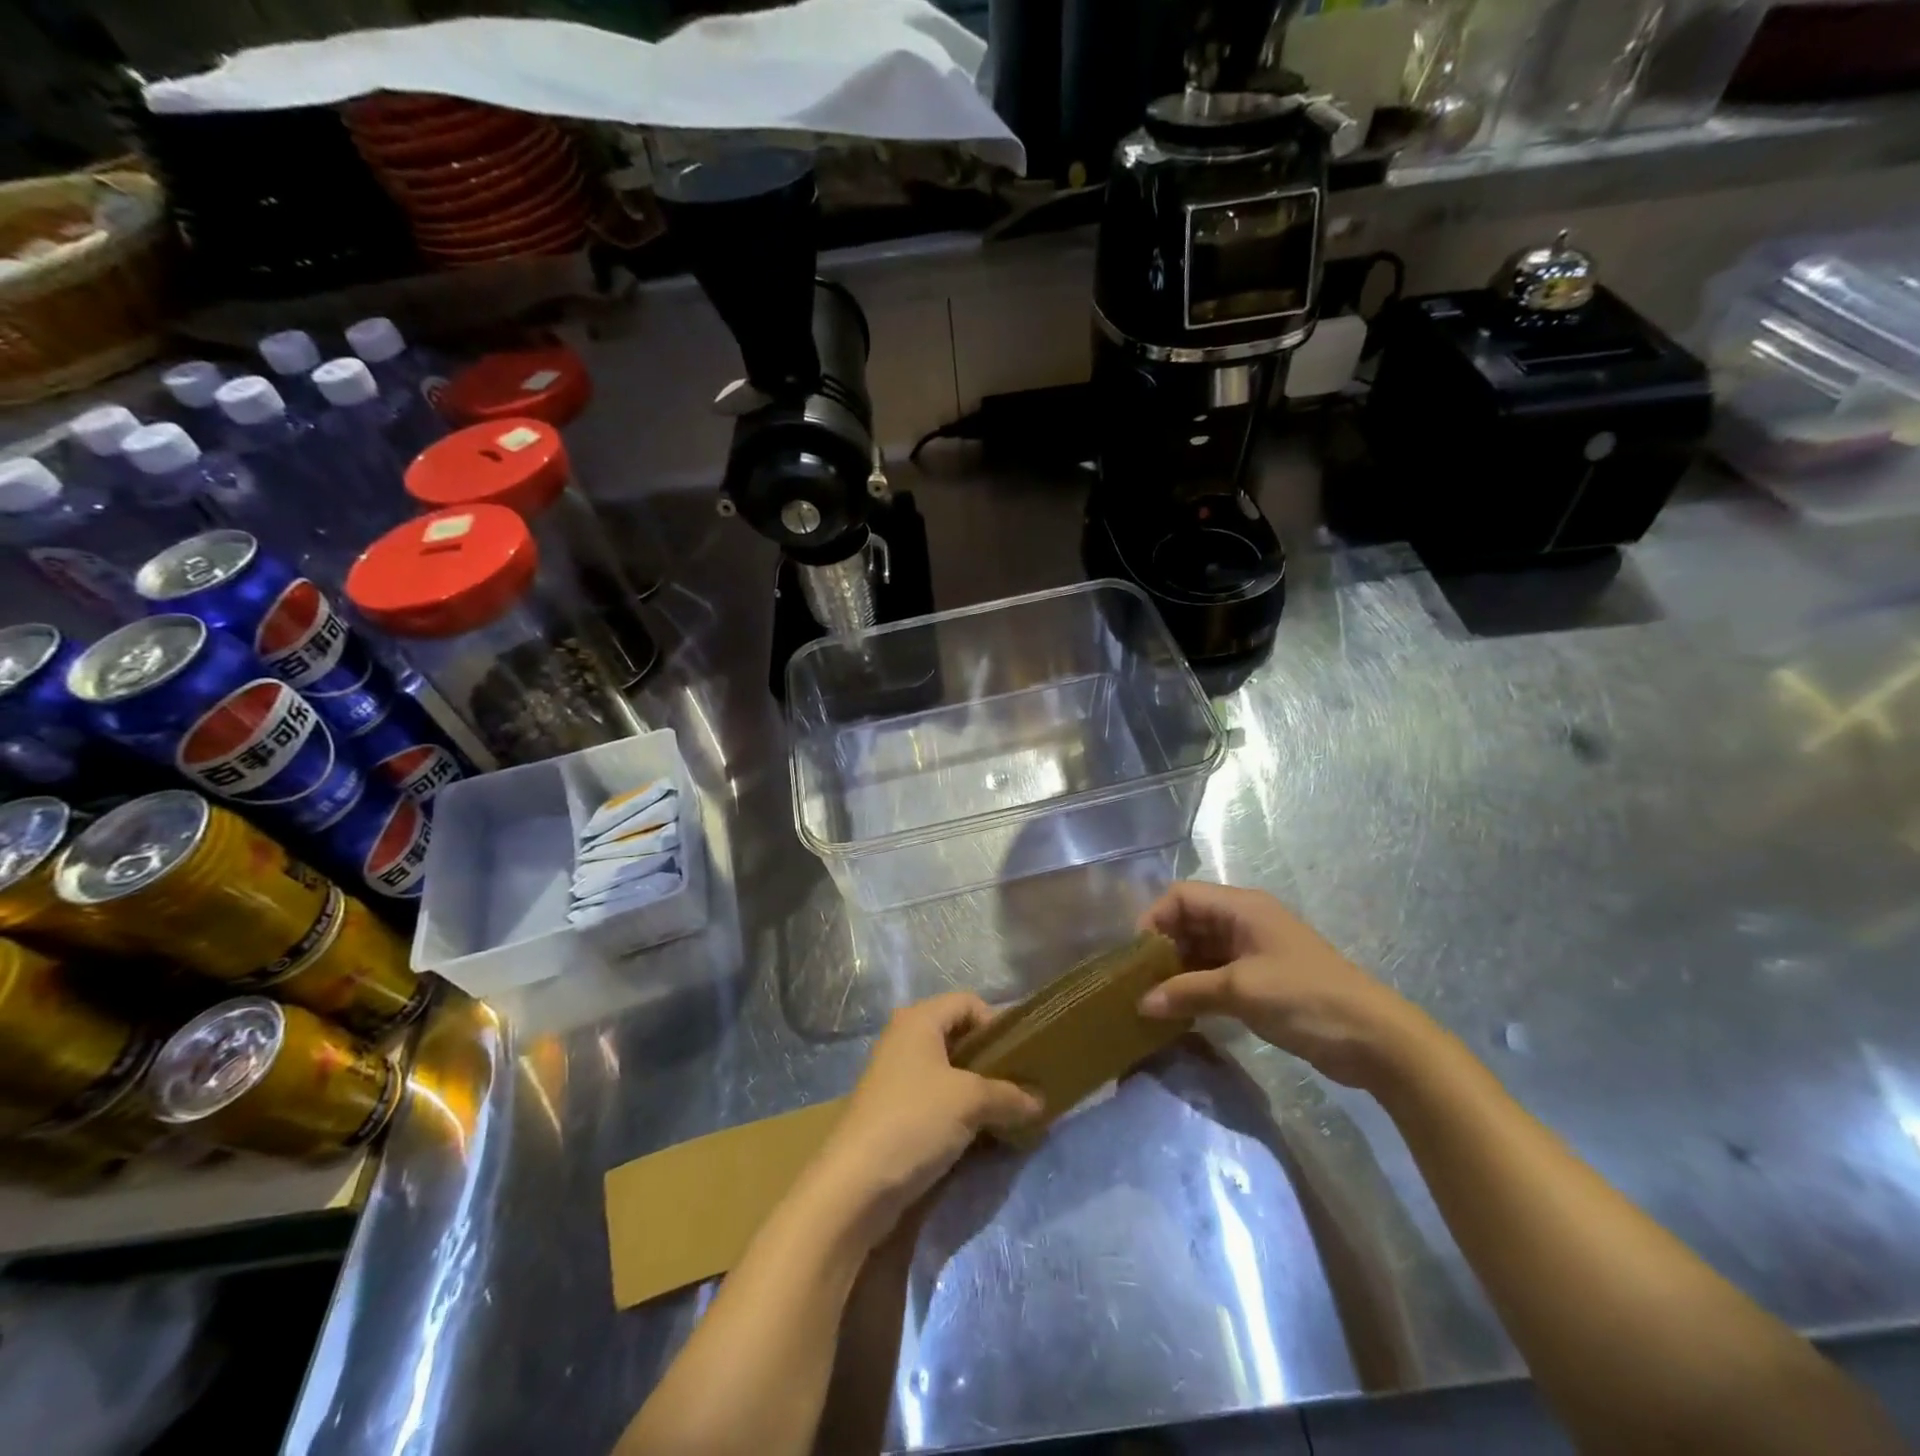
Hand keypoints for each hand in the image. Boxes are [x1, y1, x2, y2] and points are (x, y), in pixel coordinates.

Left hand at [808, 993, 1042, 1241]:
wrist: (856, 1186)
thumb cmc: (915, 1121)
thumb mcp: (970, 1101)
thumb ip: (1009, 1095)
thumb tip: (1040, 1101)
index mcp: (919, 1020)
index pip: (968, 1002)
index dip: (997, 1023)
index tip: (1022, 1055)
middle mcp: (905, 1039)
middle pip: (959, 1036)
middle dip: (992, 1059)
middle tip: (1022, 1084)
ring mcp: (897, 1077)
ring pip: (950, 1071)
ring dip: (980, 1089)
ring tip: (1009, 1112)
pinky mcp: (896, 1112)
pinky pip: (938, 1099)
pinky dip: (962, 1111)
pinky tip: (983, 1134)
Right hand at [1137, 882, 1431, 1089]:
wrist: (1375, 1040)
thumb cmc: (1305, 998)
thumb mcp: (1240, 991)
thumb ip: (1187, 992)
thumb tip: (1141, 1003)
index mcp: (1242, 907)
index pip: (1182, 896)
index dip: (1154, 919)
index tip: (1136, 956)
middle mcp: (1245, 921)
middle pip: (1189, 921)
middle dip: (1163, 947)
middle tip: (1140, 981)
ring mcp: (1255, 951)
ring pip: (1202, 949)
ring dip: (1178, 969)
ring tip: (1154, 998)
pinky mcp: (1263, 979)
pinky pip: (1217, 972)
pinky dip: (1197, 986)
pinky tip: (1181, 1010)